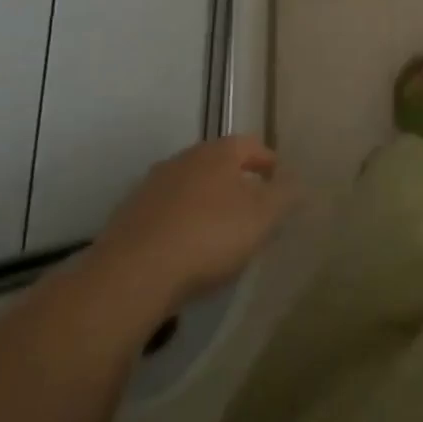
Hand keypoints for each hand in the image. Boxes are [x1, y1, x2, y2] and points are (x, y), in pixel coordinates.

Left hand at [90, 136, 296, 313]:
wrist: (131, 275)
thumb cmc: (209, 236)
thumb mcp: (263, 216)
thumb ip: (285, 195)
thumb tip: (295, 181)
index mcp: (219, 152)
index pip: (251, 145)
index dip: (269, 163)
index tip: (279, 185)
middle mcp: (184, 159)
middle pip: (218, 164)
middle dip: (236, 183)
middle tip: (252, 210)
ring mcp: (151, 186)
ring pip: (189, 188)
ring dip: (205, 204)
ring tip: (218, 234)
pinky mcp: (127, 217)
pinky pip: (165, 214)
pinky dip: (179, 225)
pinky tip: (184, 251)